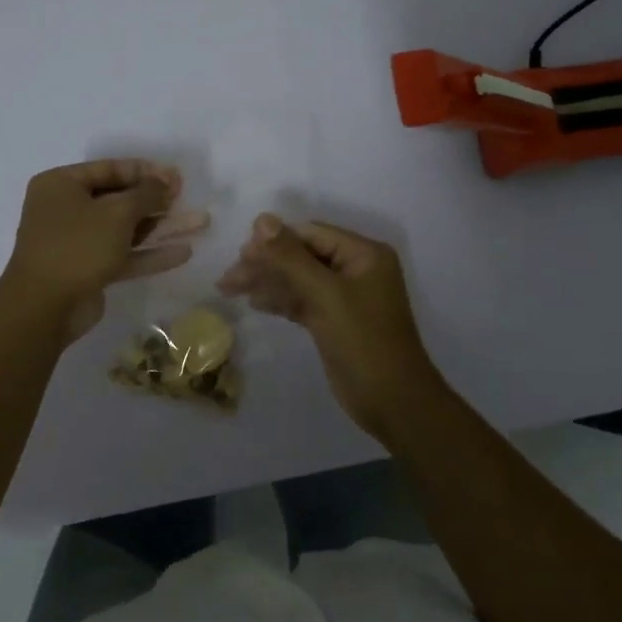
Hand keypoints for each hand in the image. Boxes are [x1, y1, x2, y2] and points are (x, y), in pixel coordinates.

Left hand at [1, 159, 208, 344]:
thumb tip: (165, 181)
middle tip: (186, 197)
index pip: (109, 169)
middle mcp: (65, 209)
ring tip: (198, 223)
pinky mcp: (87, 270)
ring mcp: (76, 242)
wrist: (44, 308)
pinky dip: (149, 253)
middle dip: (155, 200)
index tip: (176, 176)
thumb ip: (146, 194)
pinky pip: (122, 254)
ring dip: (159, 227)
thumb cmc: (77, 246)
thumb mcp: (117, 212)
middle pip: (118, 198)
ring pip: (124, 229)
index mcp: (61, 185)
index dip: (145, 171)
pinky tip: (183, 253)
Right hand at [217, 214, 442, 441]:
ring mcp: (345, 296)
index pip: (311, 234)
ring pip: (298, 279)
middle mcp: (355, 268)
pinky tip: (254, 302)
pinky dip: (280, 300)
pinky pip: (302, 300)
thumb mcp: (325, 294)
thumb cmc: (363, 340)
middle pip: (302, 255)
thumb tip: (261, 219)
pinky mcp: (334, 320)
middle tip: (229, 276)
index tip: (240, 252)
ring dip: (267, 282)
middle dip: (266, 263)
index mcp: (363, 253)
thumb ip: (291, 257)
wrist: (392, 402)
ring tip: (229, 288)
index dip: (275, 240)